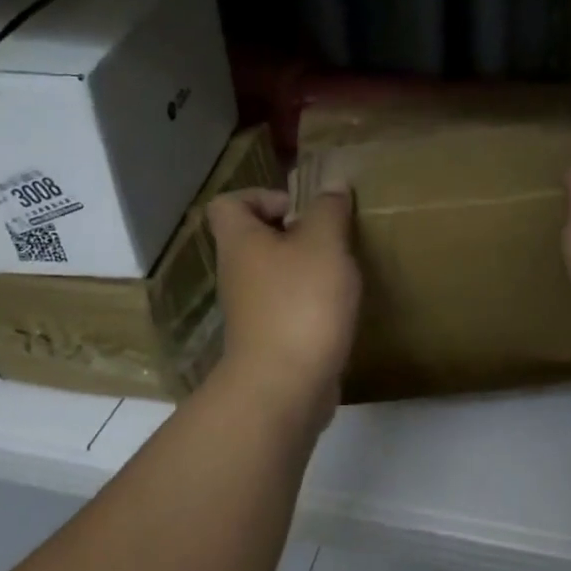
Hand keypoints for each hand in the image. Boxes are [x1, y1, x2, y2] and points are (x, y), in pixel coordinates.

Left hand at [207, 187, 360, 430]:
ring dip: (306, 268)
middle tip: (331, 238)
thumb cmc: (301, 303)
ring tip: (341, 271)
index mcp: (241, 242)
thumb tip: (333, 184)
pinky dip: (310, 302)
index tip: (301, 209)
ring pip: (275, 274)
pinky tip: (339, 308)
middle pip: (256, 238)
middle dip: (295, 233)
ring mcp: (251, 310)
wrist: (284, 386)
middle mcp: (237, 273)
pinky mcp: (270, 340)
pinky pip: (288, 306)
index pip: (229, 203)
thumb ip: (329, 210)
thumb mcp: (324, 244)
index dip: (263, 196)